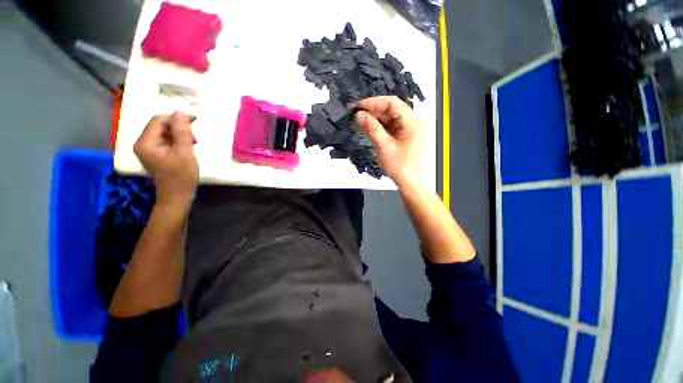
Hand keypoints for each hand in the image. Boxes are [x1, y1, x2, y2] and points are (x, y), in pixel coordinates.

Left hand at [134, 112, 198, 206]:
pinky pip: (165, 140)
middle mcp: (142, 143)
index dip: (176, 118)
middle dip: (179, 127)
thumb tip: (180, 112)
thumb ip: (182, 132)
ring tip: (192, 144)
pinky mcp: (154, 154)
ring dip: (179, 134)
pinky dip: (177, 141)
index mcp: (145, 142)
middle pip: (160, 125)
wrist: (177, 196)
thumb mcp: (185, 153)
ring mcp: (147, 149)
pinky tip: (186, 148)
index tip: (195, 121)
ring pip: (164, 132)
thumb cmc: (182, 176)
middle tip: (195, 138)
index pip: (159, 120)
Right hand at [354, 96, 425, 186]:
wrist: (409, 182)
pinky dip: (375, 127)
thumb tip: (358, 114)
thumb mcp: (383, 146)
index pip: (391, 103)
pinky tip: (363, 128)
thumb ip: (371, 128)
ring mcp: (406, 127)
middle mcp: (411, 120)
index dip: (373, 102)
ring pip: (386, 118)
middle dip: (370, 111)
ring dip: (371, 119)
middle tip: (353, 113)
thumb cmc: (400, 166)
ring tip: (356, 122)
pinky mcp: (401, 134)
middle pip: (388, 109)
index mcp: (412, 121)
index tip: (357, 106)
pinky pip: (387, 126)